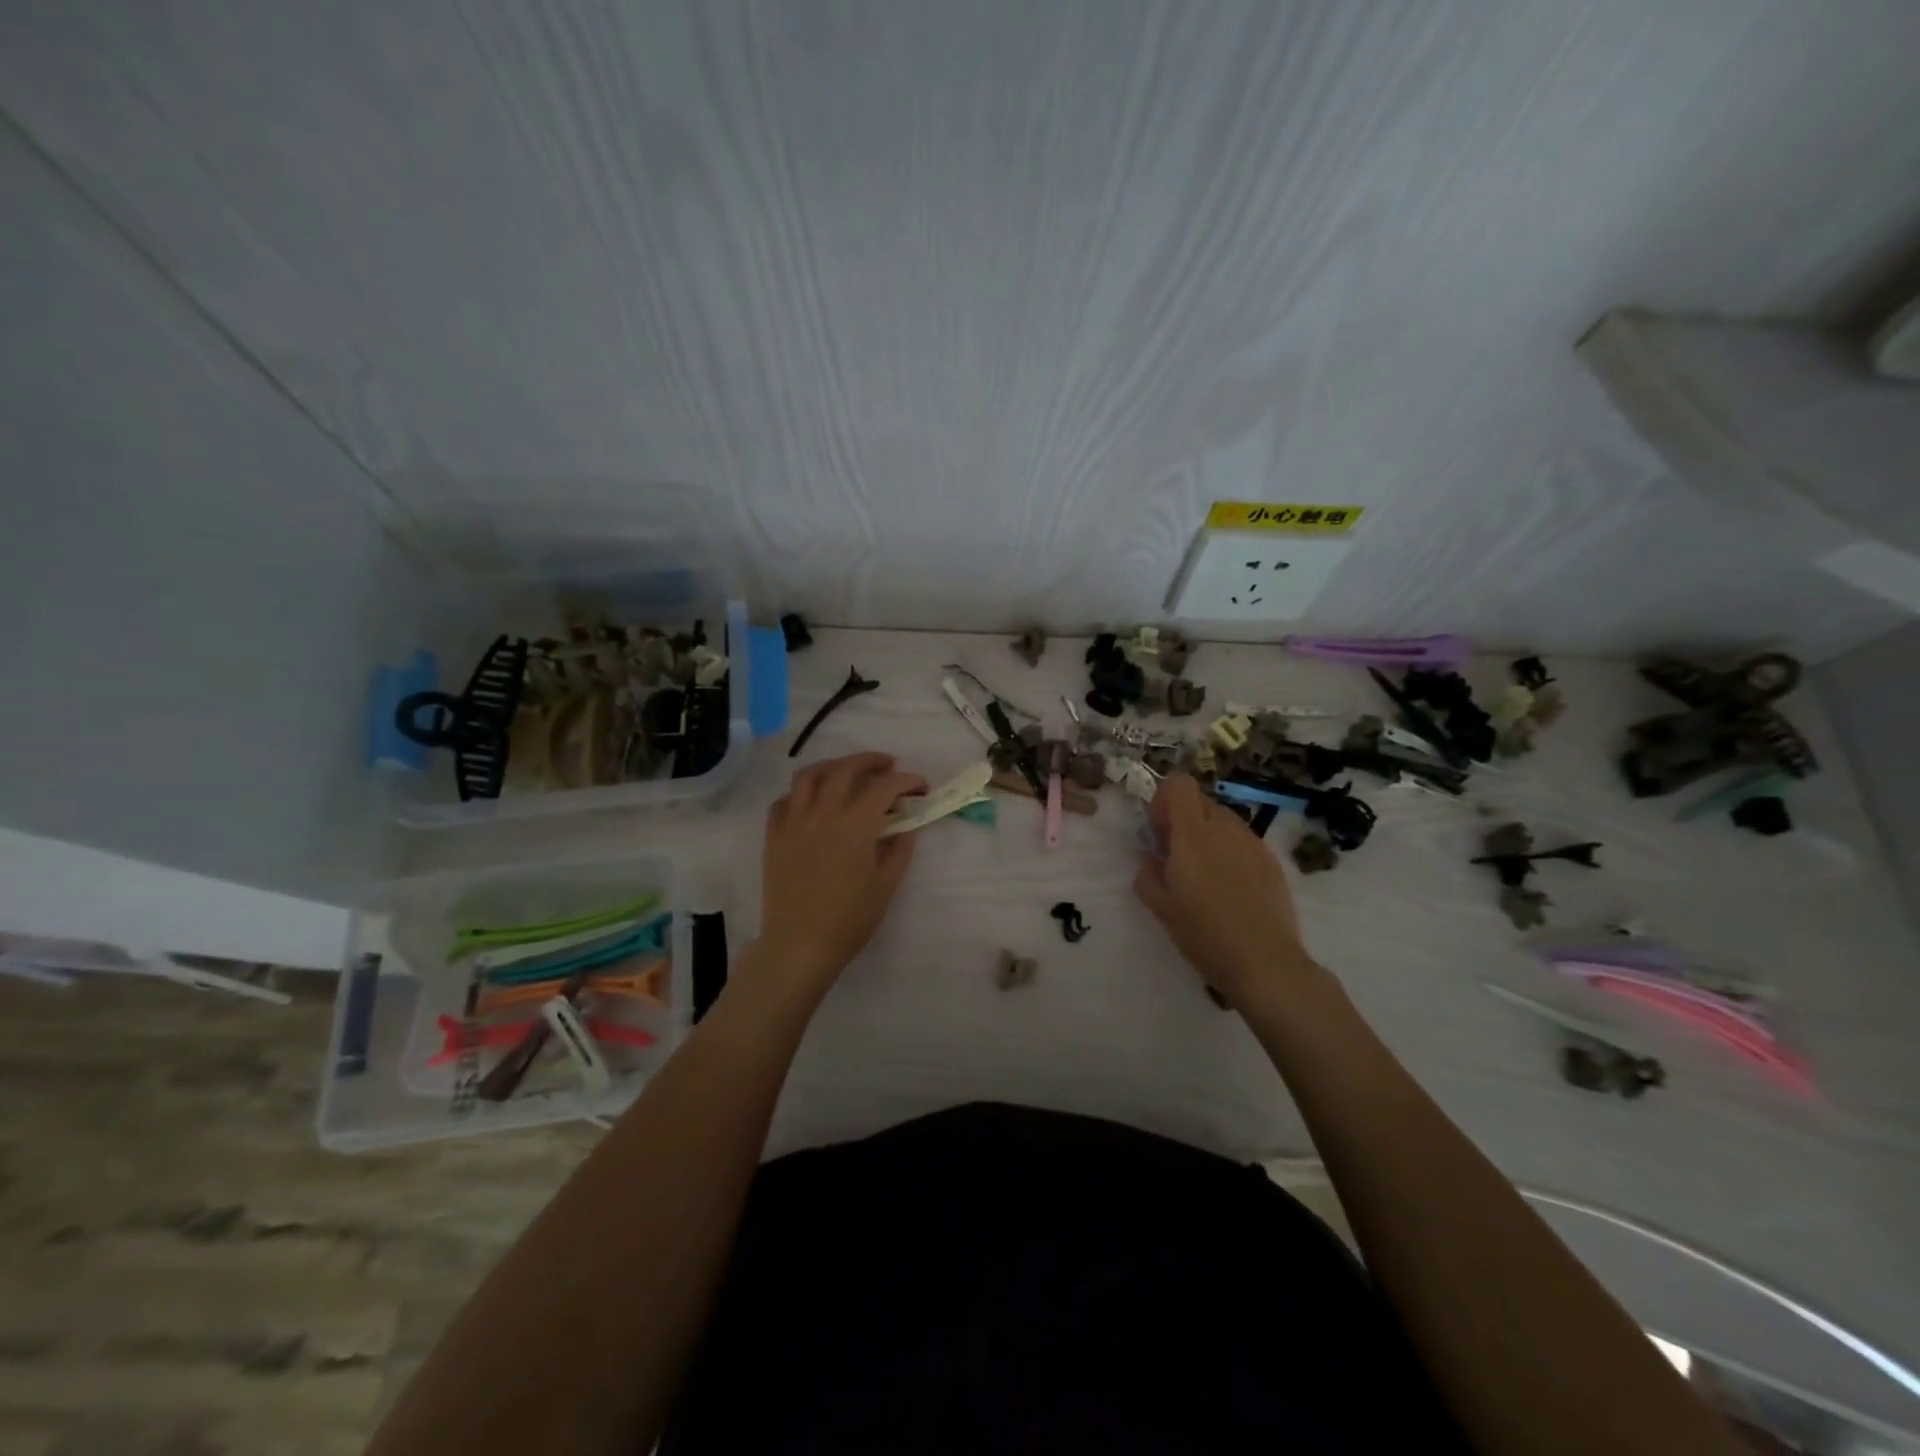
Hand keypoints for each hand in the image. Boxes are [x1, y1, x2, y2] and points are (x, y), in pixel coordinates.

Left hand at [754, 752, 927, 990]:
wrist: (800, 945)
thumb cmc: (850, 919)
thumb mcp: (886, 885)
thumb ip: (900, 849)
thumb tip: (907, 827)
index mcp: (855, 824)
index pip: (884, 786)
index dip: (907, 781)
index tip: (920, 787)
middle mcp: (823, 813)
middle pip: (846, 769)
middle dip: (871, 761)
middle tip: (887, 765)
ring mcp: (794, 822)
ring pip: (809, 776)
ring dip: (832, 766)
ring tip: (846, 772)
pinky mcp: (774, 836)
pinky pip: (783, 801)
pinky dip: (800, 793)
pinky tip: (811, 801)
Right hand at [1133, 773, 1318, 1007]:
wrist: (1264, 963)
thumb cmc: (1203, 933)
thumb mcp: (1160, 906)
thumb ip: (1146, 872)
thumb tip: (1150, 855)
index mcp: (1193, 834)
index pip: (1179, 784)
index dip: (1164, 799)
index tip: (1159, 831)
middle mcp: (1225, 828)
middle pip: (1201, 802)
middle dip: (1184, 820)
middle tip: (1176, 857)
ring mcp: (1253, 843)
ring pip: (1223, 821)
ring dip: (1208, 836)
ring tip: (1205, 876)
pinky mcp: (1272, 861)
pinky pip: (1243, 842)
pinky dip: (1230, 853)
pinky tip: (1230, 889)